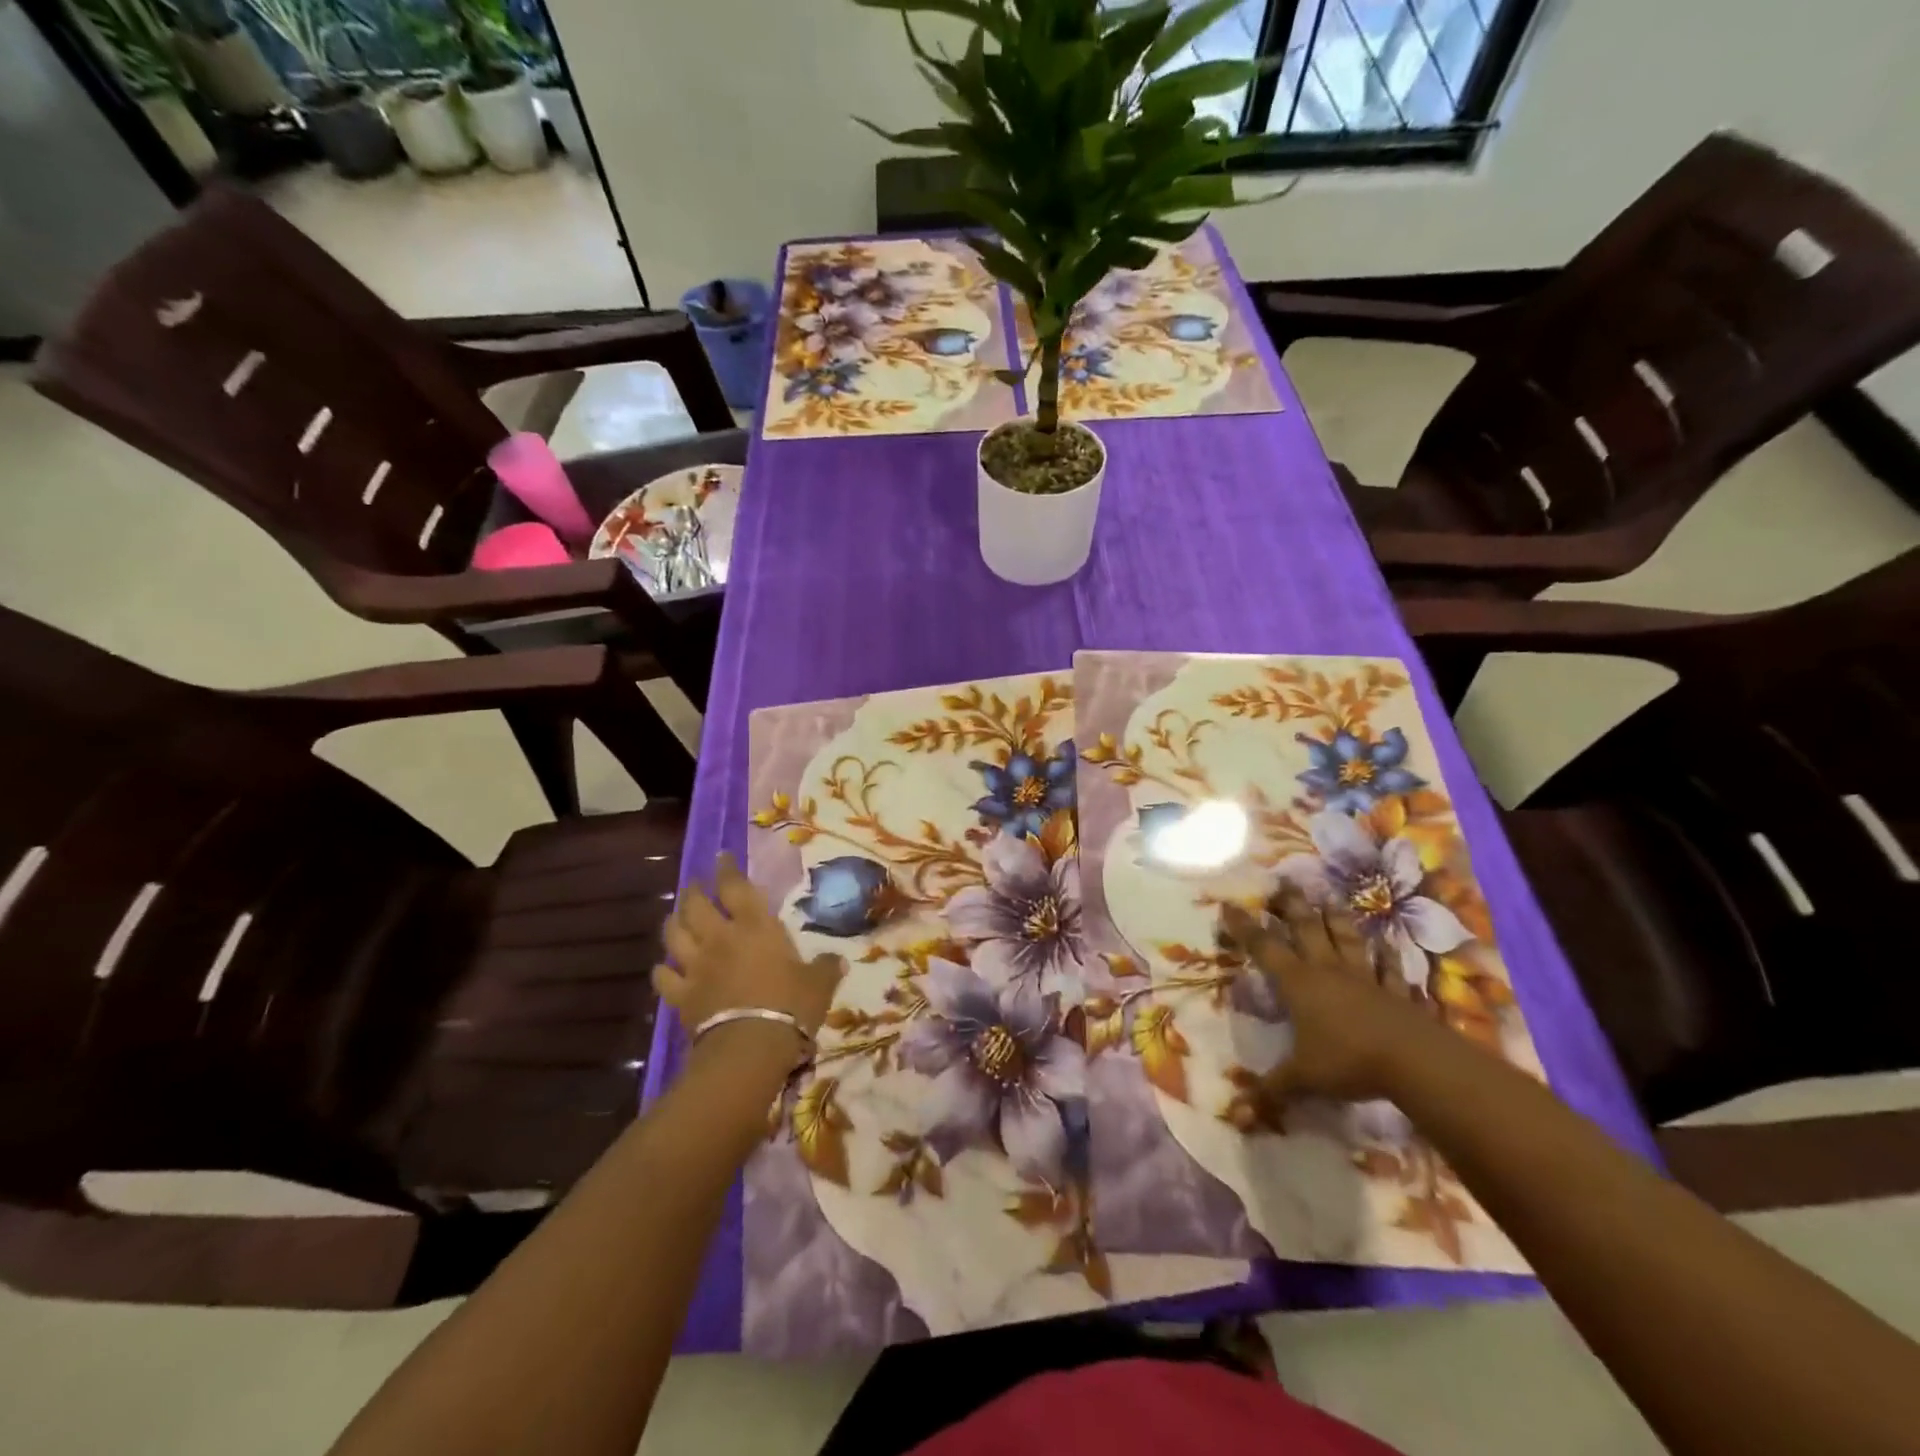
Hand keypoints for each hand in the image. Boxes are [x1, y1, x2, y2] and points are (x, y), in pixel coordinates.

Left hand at [655, 854, 843, 1046]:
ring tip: (675, 917)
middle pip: (696, 906)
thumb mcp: (819, 984)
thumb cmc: (791, 1005)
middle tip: (694, 885)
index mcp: (755, 927)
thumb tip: (839, 960)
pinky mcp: (681, 996)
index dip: (727, 869)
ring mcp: (696, 967)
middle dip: (694, 891)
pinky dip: (662, 971)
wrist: (750, 1047)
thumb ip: (826, 968)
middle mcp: (720, 938)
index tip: (722, 857)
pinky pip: (664, 977)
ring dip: (673, 923)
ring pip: (674, 935)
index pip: (736, 886)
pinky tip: (664, 969)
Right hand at [1219, 884, 1440, 1102]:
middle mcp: (1328, 971)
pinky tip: (1387, 947)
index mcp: (1298, 984)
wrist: (1414, 1061)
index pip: (1264, 948)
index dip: (1245, 927)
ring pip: (1347, 940)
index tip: (1229, 905)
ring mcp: (1365, 978)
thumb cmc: (1347, 1061)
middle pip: (1307, 930)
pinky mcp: (1396, 993)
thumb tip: (1234, 1116)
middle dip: (1292, 906)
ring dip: (1337, 919)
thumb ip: (1271, 1091)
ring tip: (1330, 898)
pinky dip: (1387, 957)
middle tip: (1283, 883)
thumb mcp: (1302, 1078)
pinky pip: (1388, 970)